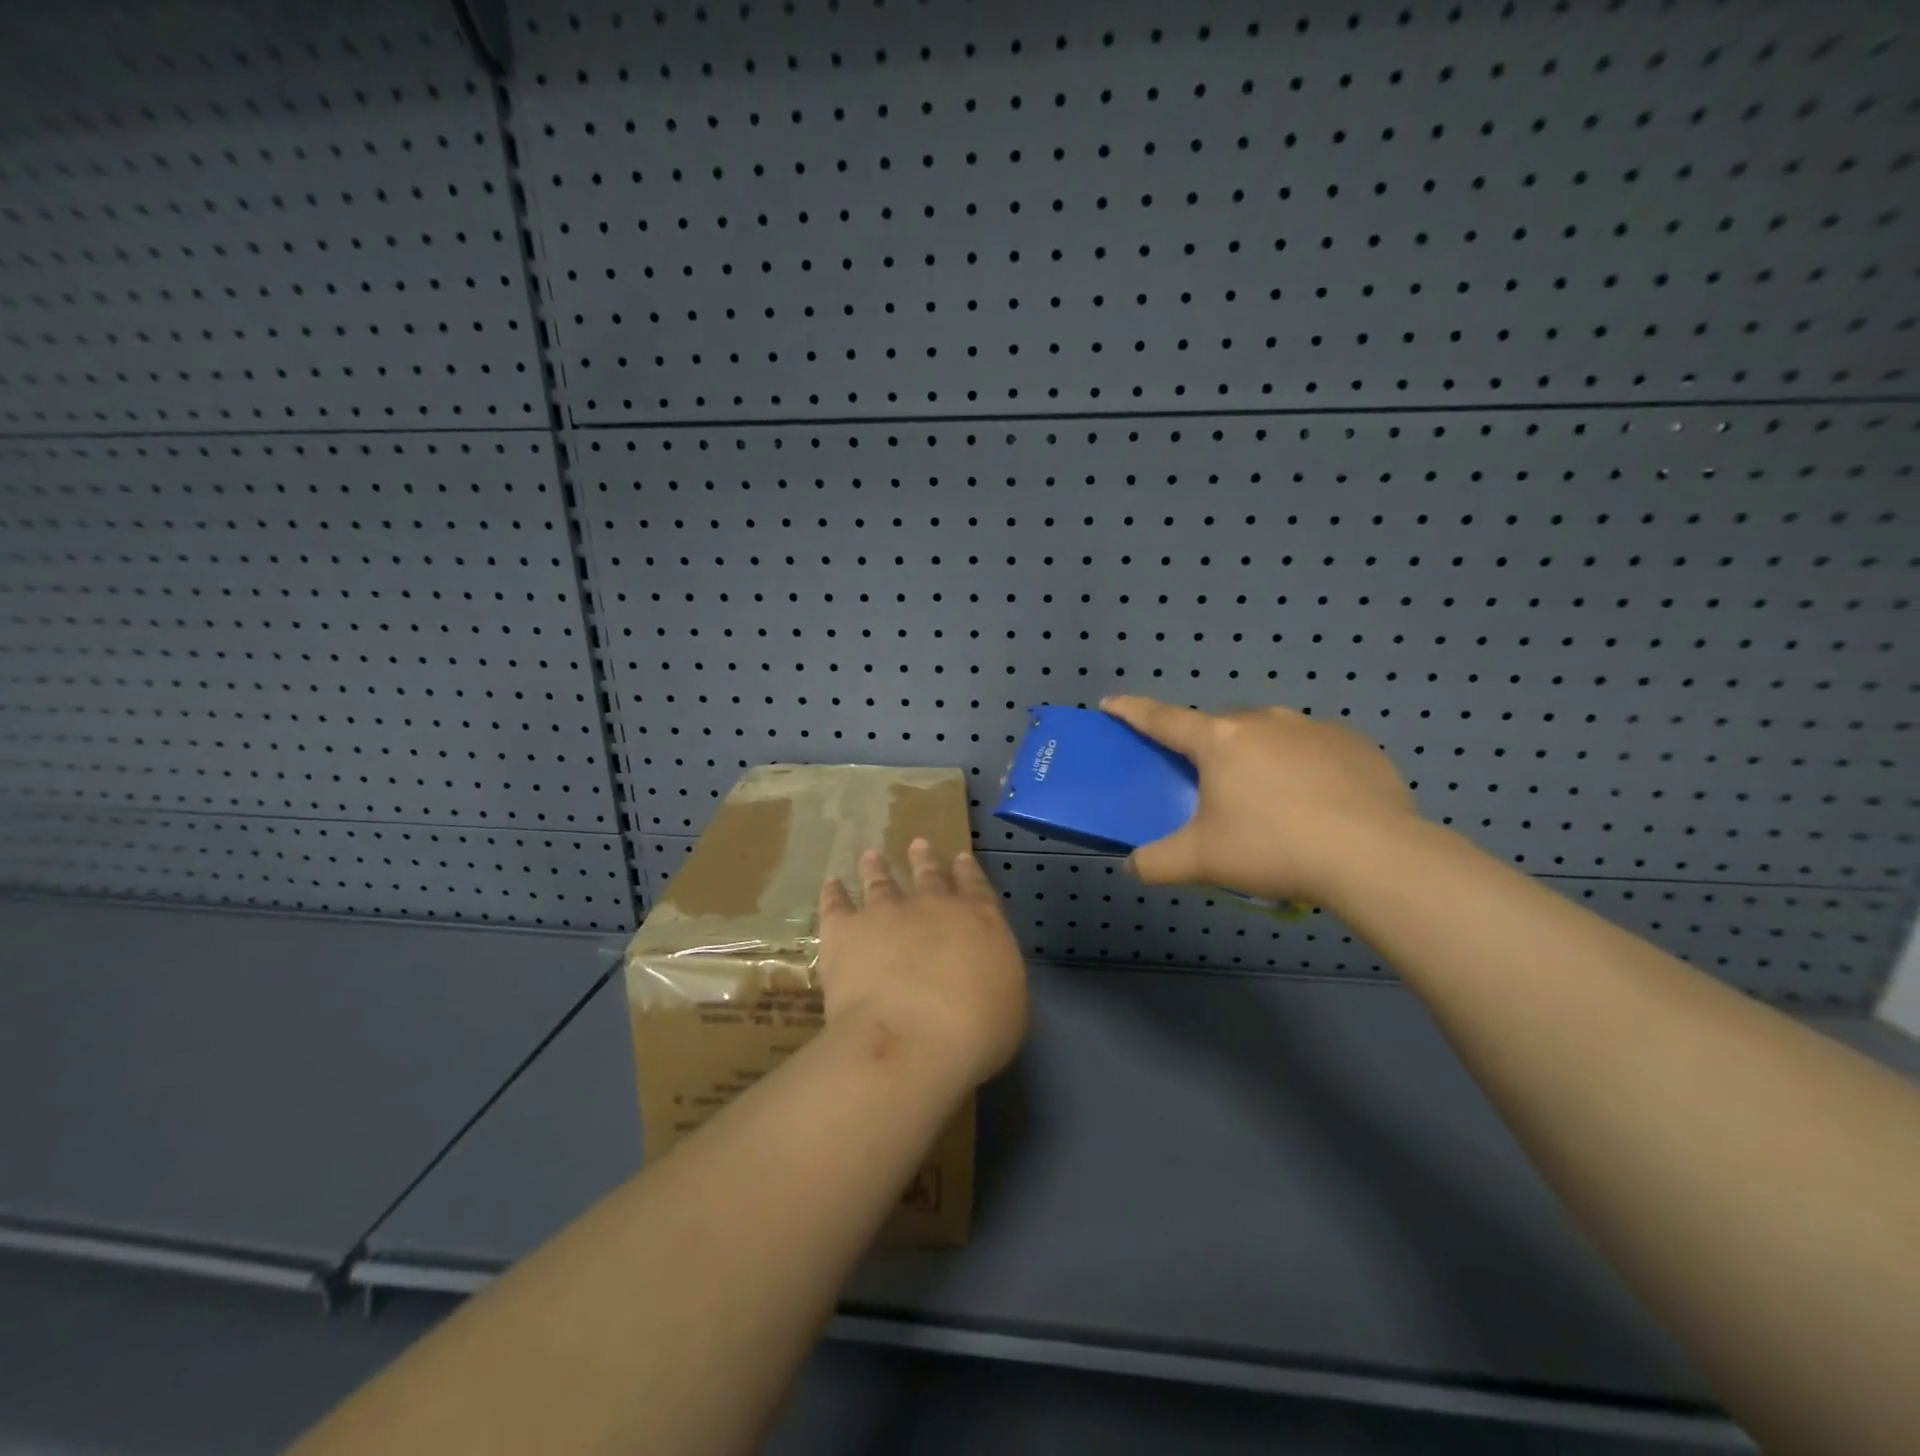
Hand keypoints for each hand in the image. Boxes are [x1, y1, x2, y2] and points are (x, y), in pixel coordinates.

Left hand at [818, 840, 1027, 1091]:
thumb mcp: (1008, 1005)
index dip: (966, 871)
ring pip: (880, 882)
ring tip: (871, 855)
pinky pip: (836, 905)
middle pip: (928, 876)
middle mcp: (933, 907)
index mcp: (979, 921)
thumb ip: (993, 976)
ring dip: (876, 868)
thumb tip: (982, 971)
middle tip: (917, 844)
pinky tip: (831, 884)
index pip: (975, 887)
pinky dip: (833, 893)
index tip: (959, 856)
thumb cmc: (975, 1032)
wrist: (912, 1039)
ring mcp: (886, 914)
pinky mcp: (845, 932)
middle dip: (924, 860)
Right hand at [1100, 695, 1421, 904]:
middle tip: (1210, 784)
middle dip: (1208, 747)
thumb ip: (1156, 863)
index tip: (1111, 703)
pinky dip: (1304, 766)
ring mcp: (1313, 728)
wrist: (1372, 855)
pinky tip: (1317, 802)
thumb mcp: (1202, 860)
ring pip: (1270, 734)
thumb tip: (1131, 866)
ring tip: (1269, 799)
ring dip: (1258, 755)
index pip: (1163, 719)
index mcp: (1219, 741)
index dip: (1133, 711)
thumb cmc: (1273, 848)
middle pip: (1220, 728)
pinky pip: (1315, 749)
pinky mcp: (1355, 744)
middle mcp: (1263, 722)